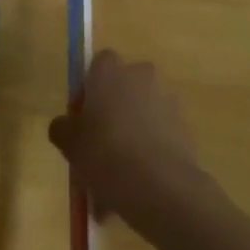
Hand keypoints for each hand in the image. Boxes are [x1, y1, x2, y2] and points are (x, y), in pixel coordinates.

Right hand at [49, 49, 215, 233]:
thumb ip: (63, 128)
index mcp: (110, 71)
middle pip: (124, 87)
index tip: (82, 118)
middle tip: (99, 145)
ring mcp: (167, 99)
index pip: (98, 64)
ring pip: (143, 113)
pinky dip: (150, 151)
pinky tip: (137, 184)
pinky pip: (160, 134)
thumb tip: (65, 125)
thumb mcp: (69, 143)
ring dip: (132, 134)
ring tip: (118, 177)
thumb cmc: (105, 153)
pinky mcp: (186, 126)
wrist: (159, 185)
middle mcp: (141, 75)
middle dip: (114, 110)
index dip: (88, 89)